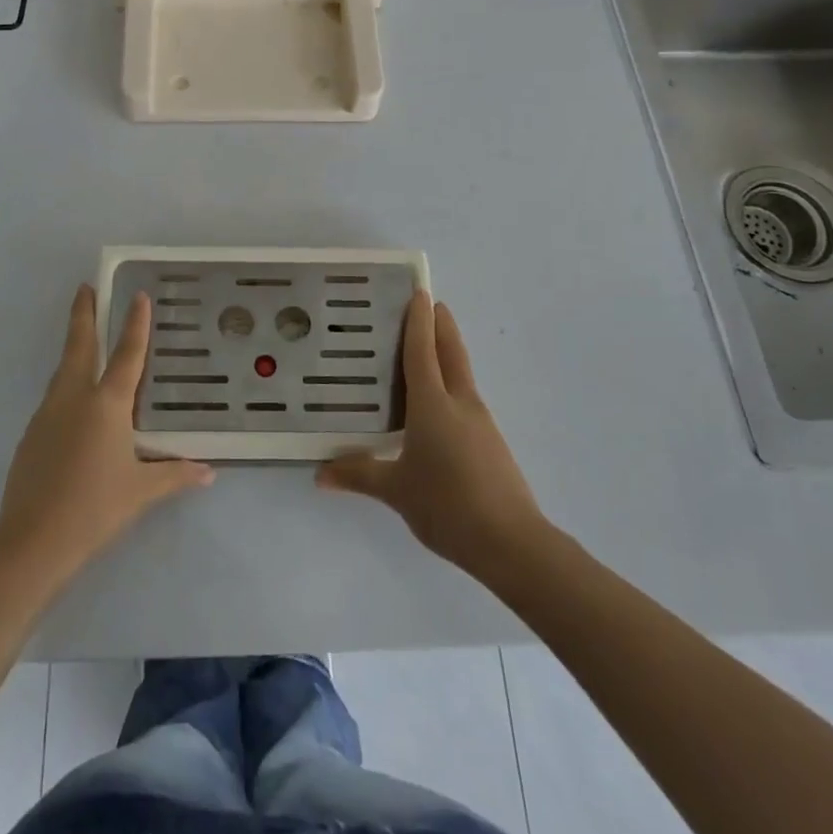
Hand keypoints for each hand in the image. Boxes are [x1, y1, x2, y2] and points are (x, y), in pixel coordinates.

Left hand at [0, 285, 213, 578]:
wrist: (33, 540)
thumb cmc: (95, 508)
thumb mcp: (142, 491)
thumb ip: (175, 475)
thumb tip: (208, 472)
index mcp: (107, 404)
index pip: (127, 354)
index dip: (135, 323)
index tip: (137, 295)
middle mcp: (75, 398)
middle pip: (79, 345)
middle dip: (83, 314)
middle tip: (84, 288)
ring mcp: (48, 414)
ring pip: (63, 370)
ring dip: (73, 347)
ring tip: (83, 338)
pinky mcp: (31, 434)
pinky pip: (54, 397)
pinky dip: (65, 384)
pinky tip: (73, 402)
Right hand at [317, 293, 541, 575]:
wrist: (512, 543)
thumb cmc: (448, 505)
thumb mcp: (396, 491)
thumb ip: (359, 475)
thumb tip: (320, 474)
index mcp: (433, 404)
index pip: (422, 350)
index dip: (419, 320)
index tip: (419, 291)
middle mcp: (459, 402)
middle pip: (451, 352)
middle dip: (441, 325)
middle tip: (429, 302)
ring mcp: (480, 421)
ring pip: (462, 373)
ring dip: (447, 352)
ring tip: (426, 348)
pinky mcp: (490, 442)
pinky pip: (466, 397)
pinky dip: (452, 383)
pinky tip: (438, 402)